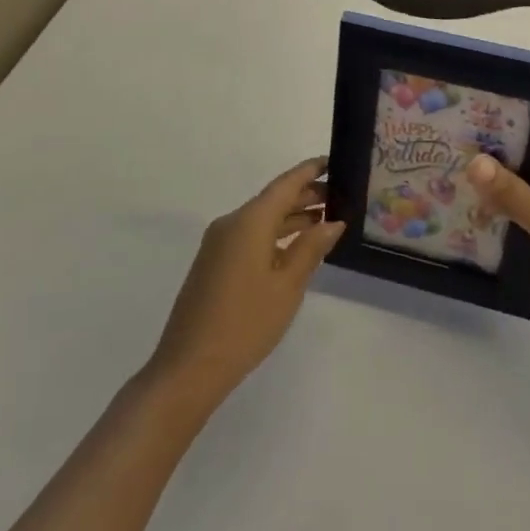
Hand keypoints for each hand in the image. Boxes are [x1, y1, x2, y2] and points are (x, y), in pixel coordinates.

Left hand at [147, 158, 343, 408]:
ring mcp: (219, 244)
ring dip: (292, 218)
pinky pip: (250, 237)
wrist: (189, 368)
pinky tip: (296, 248)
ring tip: (325, 221)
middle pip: (273, 200)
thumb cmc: (246, 323)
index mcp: (249, 221)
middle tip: (340, 197)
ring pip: (262, 220)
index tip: (334, 162)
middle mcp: (231, 223)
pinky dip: (275, 236)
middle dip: (305, 196)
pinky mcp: (214, 264)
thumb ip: (311, 248)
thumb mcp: (287, 286)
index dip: (310, 171)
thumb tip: (333, 222)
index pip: (285, 184)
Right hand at [467, 157, 529, 365]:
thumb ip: (513, 194)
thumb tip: (475, 162)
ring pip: (523, 220)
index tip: (471, 147)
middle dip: (497, 185)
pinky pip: (521, 248)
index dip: (509, 154)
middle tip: (452, 170)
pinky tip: (467, 235)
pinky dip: (501, 243)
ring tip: (451, 197)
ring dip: (495, 214)